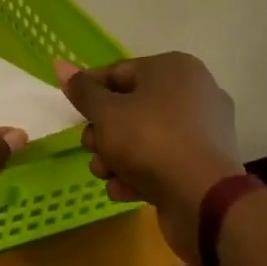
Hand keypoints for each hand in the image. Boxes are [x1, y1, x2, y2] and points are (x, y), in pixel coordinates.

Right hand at [56, 54, 244, 265]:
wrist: (203, 201)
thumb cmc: (149, 140)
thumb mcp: (105, 112)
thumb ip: (82, 90)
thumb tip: (59, 64)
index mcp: (175, 69)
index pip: (119, 72)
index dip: (91, 92)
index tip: (74, 112)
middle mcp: (195, 94)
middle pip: (132, 106)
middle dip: (104, 131)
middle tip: (89, 147)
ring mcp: (205, 132)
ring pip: (146, 137)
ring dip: (117, 156)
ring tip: (102, 173)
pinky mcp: (207, 166)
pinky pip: (165, 160)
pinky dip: (141, 173)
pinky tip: (121, 190)